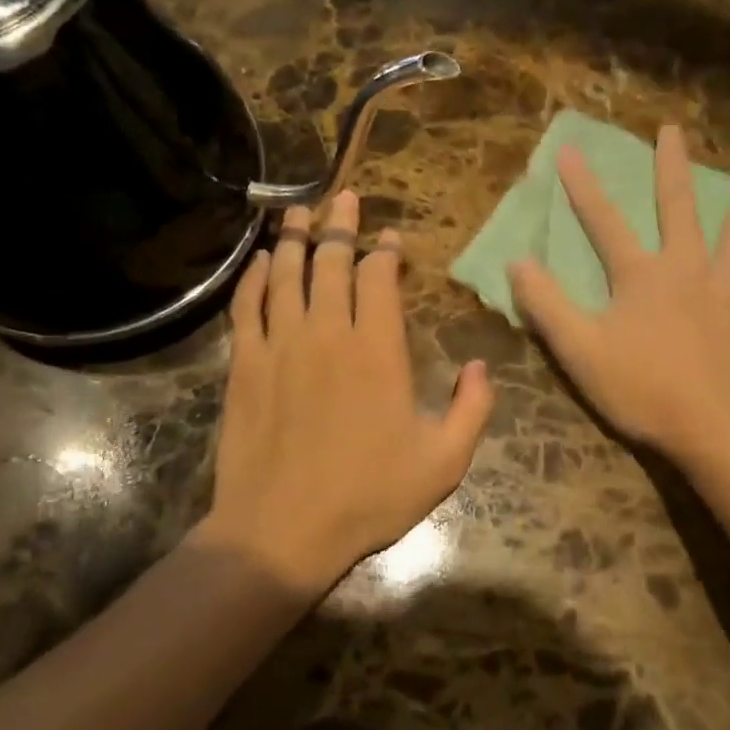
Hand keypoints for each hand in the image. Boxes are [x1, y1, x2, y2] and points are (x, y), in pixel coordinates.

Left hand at [199, 191, 495, 594]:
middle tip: (343, 198)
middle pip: (331, 261)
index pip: (380, 278)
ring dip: (293, 237)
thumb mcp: (443, 463)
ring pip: (286, 273)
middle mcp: (328, 333)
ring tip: (298, 209)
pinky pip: (247, 306)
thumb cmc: (368, 497)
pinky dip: (253, 277)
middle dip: (339, 225)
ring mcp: (281, 345)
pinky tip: (259, 260)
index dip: (386, 251)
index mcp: (378, 350)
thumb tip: (483, 366)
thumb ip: (473, 409)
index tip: (391, 238)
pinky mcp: (245, 365)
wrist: (282, 530)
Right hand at [507, 124, 729, 470]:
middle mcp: (688, 267)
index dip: (583, 188)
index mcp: (641, 276)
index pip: (604, 222)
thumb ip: (547, 306)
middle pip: (678, 207)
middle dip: (672, 167)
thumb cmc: (645, 392)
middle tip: (674, 130)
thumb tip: (517, 261)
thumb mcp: (580, 352)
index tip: (569, 151)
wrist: (720, 430)